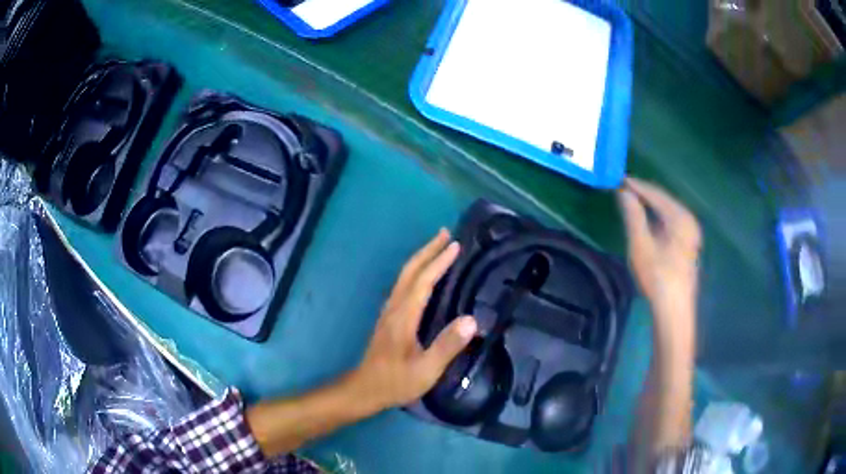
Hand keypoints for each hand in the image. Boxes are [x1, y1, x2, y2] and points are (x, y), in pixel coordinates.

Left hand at [351, 229, 477, 408]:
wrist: (365, 389)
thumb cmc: (396, 381)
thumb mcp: (426, 370)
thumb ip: (448, 346)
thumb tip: (472, 319)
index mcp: (404, 316)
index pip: (423, 281)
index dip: (439, 261)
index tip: (455, 245)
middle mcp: (394, 307)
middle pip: (410, 271)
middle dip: (427, 250)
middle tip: (445, 233)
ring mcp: (389, 311)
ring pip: (404, 276)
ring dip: (421, 258)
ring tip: (437, 248)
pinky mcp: (388, 318)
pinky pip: (404, 285)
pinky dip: (416, 272)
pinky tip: (424, 276)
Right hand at [618, 178, 701, 320]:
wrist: (674, 309)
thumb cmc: (657, 277)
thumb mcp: (641, 245)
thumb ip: (633, 215)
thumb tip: (623, 192)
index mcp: (680, 217)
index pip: (656, 194)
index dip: (637, 186)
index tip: (619, 180)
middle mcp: (689, 219)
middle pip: (664, 200)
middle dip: (644, 194)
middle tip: (623, 190)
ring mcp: (691, 232)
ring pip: (668, 210)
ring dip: (651, 205)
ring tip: (632, 202)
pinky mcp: (689, 243)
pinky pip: (672, 221)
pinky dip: (658, 216)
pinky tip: (648, 220)